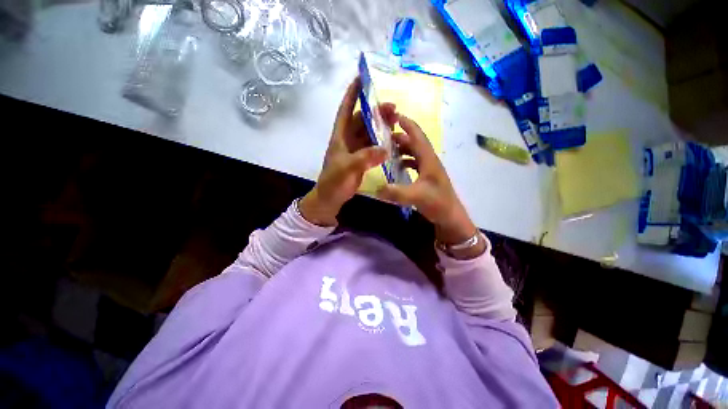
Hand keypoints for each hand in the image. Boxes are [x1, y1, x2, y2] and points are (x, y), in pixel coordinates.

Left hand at [299, 77, 397, 226]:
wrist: (330, 199)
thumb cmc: (333, 182)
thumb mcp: (346, 169)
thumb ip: (364, 159)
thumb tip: (385, 149)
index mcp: (340, 136)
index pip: (345, 110)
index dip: (352, 94)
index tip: (361, 77)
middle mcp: (347, 139)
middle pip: (362, 119)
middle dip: (376, 111)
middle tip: (394, 108)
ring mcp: (355, 149)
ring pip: (369, 132)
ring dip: (381, 125)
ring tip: (396, 121)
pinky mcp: (362, 159)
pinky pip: (374, 146)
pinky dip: (382, 142)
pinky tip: (392, 140)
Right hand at [377, 116, 483, 256]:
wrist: (451, 218)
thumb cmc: (438, 203)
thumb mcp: (416, 197)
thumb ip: (396, 192)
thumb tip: (376, 189)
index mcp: (429, 159)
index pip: (417, 136)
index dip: (407, 124)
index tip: (394, 116)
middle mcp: (429, 160)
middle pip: (414, 143)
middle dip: (400, 137)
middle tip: (383, 136)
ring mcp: (428, 169)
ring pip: (414, 153)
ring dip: (402, 149)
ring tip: (387, 150)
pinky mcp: (427, 177)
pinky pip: (414, 164)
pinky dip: (405, 161)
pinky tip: (396, 167)